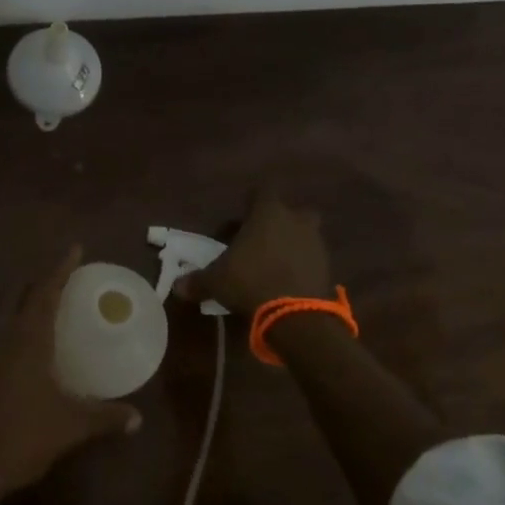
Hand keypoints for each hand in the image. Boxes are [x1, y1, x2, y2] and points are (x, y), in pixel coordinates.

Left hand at [0, 245, 141, 494]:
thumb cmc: (28, 435)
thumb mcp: (73, 426)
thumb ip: (106, 417)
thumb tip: (137, 418)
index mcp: (30, 339)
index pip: (46, 293)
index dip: (61, 269)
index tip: (75, 249)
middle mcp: (7, 337)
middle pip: (21, 294)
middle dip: (40, 278)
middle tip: (62, 272)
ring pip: (7, 310)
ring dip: (25, 297)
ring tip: (45, 297)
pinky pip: (2, 330)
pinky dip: (17, 320)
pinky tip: (28, 337)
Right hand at [174, 190, 333, 312]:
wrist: (295, 314)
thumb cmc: (250, 281)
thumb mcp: (217, 281)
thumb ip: (198, 280)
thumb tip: (177, 286)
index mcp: (268, 213)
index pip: (263, 190)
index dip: (252, 201)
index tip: (242, 214)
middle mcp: (295, 220)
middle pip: (291, 212)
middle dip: (279, 222)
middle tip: (262, 240)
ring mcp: (315, 243)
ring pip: (304, 235)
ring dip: (292, 245)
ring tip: (273, 265)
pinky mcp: (327, 267)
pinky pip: (312, 260)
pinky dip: (302, 267)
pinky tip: (288, 282)